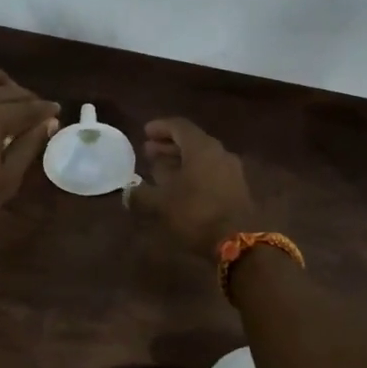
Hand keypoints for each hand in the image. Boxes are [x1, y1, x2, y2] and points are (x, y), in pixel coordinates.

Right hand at [131, 118, 258, 258]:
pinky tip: (180, 187)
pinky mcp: (236, 188)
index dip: (160, 127)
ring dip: (180, 160)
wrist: (238, 241)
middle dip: (168, 145)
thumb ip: (141, 194)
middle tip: (148, 150)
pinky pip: (210, 171)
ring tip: (160, 169)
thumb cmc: (196, 214)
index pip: (179, 126)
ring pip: (201, 157)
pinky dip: (193, 173)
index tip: (145, 132)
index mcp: (202, 148)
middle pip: (192, 141)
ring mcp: (231, 170)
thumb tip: (128, 190)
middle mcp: (219, 152)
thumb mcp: (161, 204)